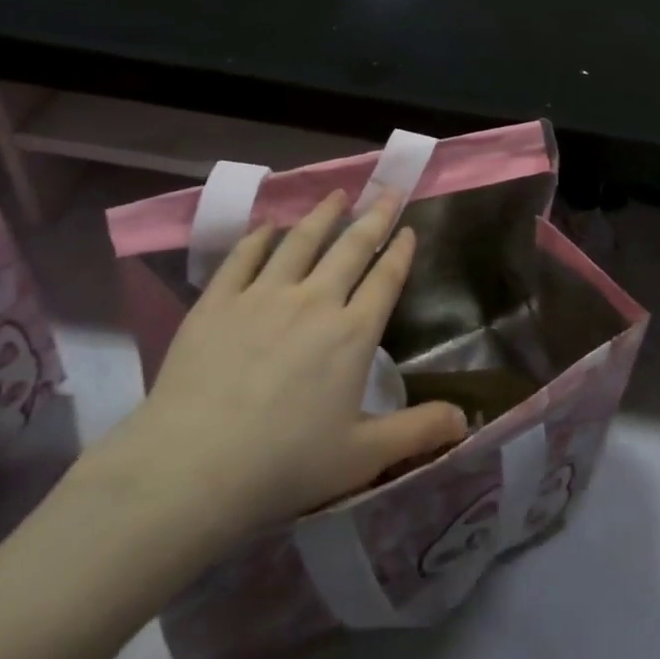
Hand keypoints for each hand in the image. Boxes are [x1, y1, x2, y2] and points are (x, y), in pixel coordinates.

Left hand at [86, 191, 467, 581]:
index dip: (400, 251)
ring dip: (323, 214)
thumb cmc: (284, 465)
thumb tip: (467, 420)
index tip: (408, 228)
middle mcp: (314, 301)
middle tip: (386, 190)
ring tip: (337, 194)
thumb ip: (418, 433)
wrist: (192, 468)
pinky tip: (268, 226)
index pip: (385, 279)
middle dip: (373, 216)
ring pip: (301, 241)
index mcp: (352, 334)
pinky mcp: (218, 301)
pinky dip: (260, 236)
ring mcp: (263, 295)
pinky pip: (244, 256)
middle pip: (350, 247)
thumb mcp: (362, 457)